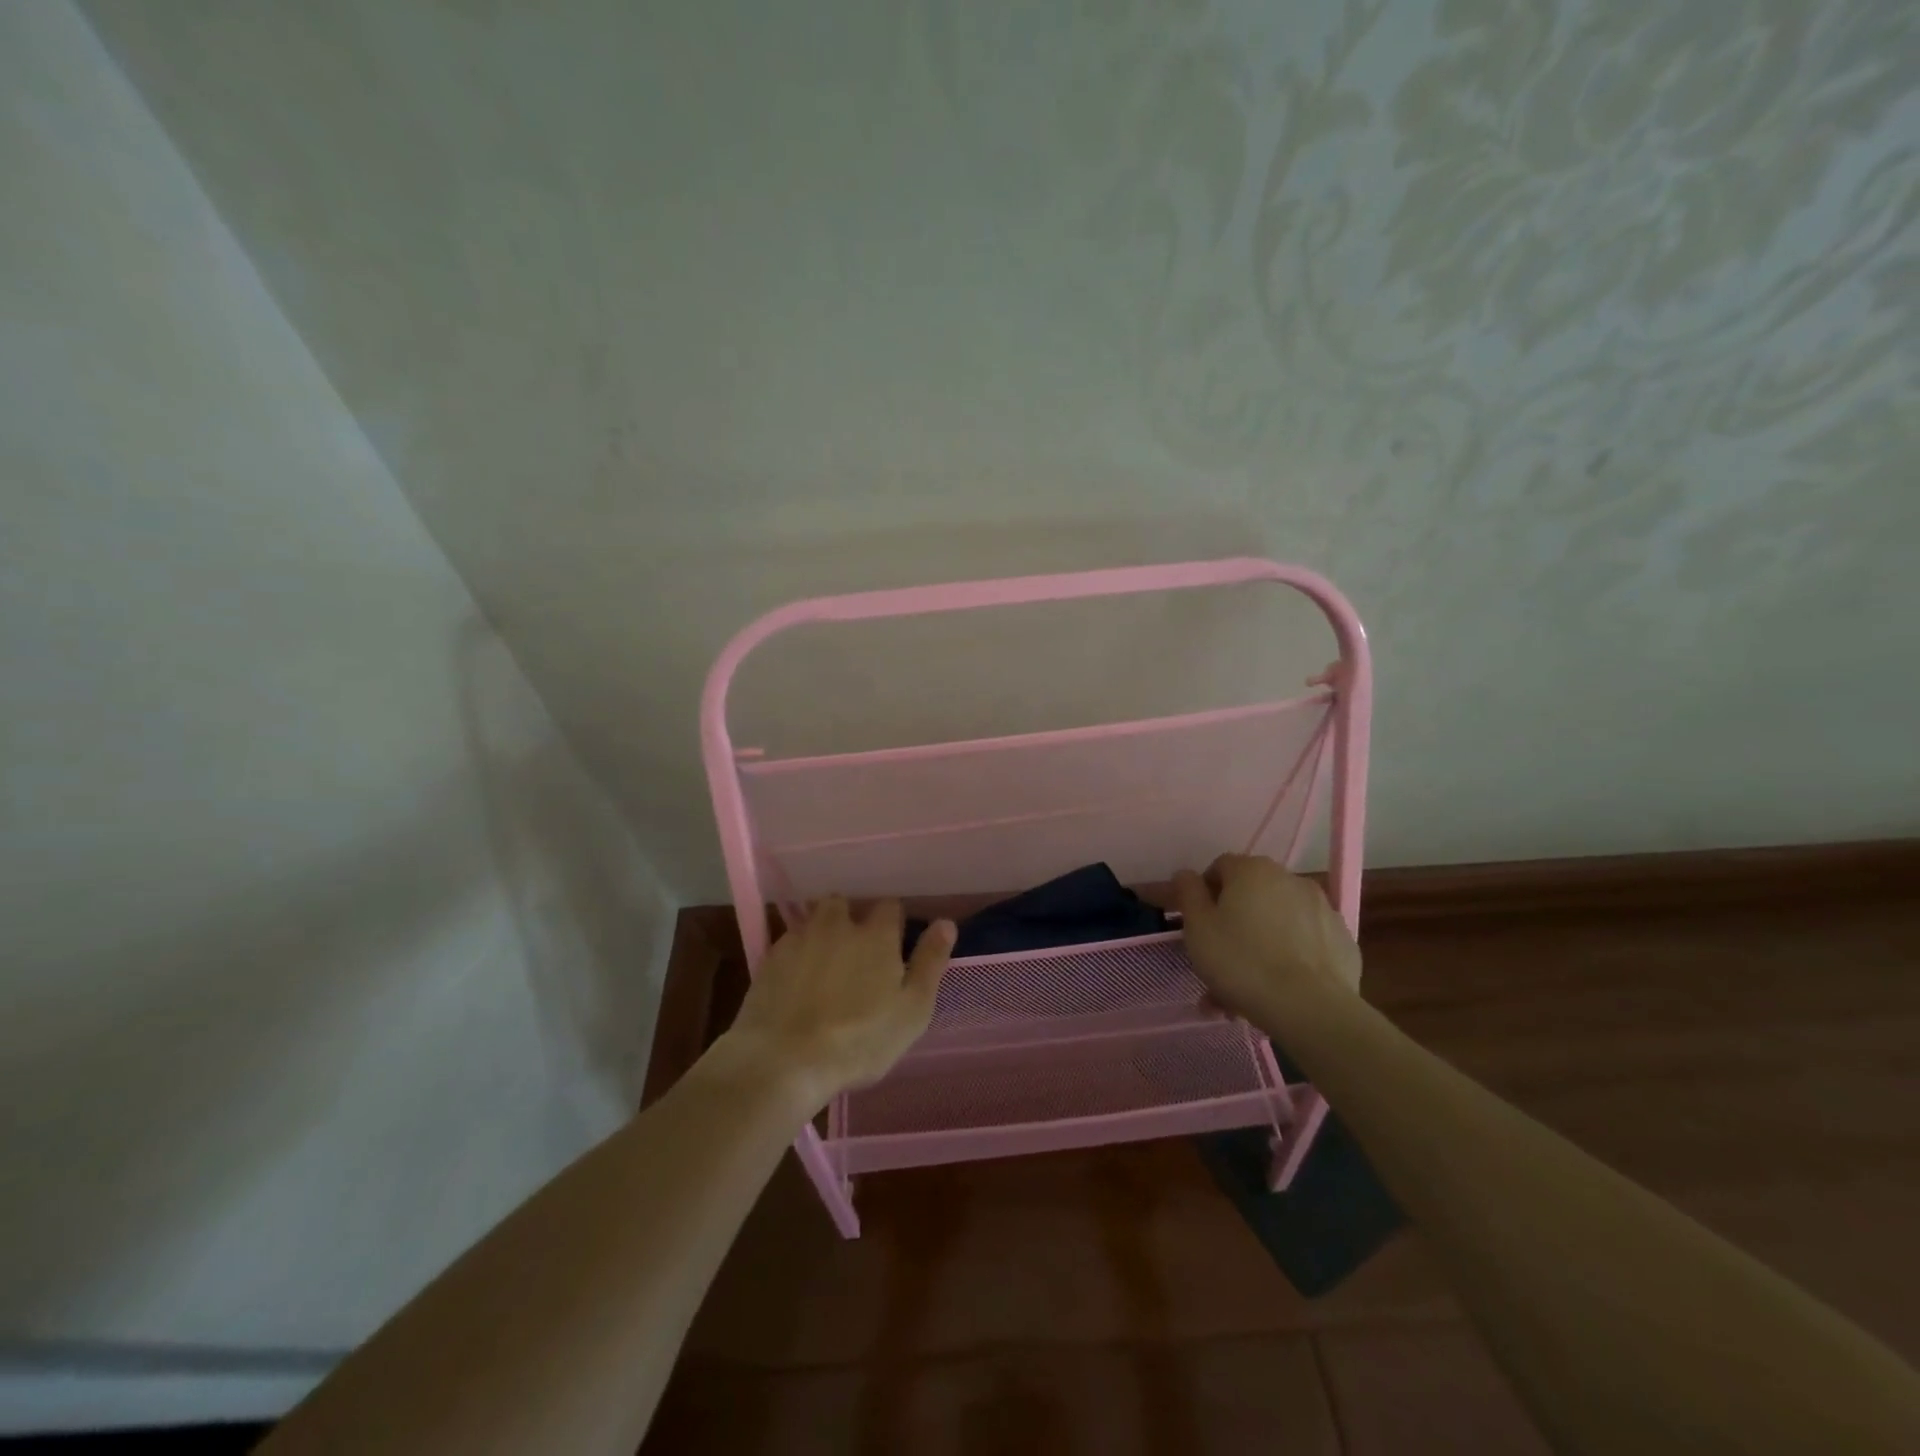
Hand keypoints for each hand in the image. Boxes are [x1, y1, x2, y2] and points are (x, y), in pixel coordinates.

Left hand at [715, 898, 954, 1111]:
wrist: (783, 1060)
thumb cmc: (860, 1040)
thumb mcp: (912, 1010)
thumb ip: (930, 962)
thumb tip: (946, 922)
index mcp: (876, 935)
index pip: (890, 906)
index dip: (894, 923)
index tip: (894, 945)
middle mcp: (838, 925)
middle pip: (846, 904)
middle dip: (852, 919)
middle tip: (857, 953)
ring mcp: (800, 938)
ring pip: (815, 919)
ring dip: (823, 931)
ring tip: (826, 962)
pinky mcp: (770, 958)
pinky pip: (790, 942)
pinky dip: (797, 953)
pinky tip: (797, 980)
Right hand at [1173, 854, 1360, 1026]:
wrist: (1311, 1008)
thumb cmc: (1242, 961)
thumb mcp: (1198, 926)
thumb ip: (1187, 893)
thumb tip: (1185, 875)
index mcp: (1253, 870)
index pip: (1219, 868)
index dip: (1203, 894)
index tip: (1196, 925)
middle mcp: (1290, 879)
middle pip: (1250, 898)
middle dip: (1231, 926)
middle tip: (1215, 962)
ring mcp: (1322, 909)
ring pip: (1276, 924)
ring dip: (1257, 946)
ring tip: (1242, 990)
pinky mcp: (1342, 941)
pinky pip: (1303, 944)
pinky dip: (1288, 958)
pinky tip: (1276, 990)